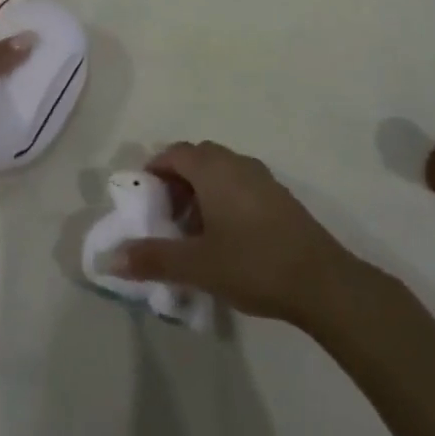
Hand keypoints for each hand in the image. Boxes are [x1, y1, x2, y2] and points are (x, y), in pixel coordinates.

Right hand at [111, 140, 364, 324]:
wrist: (323, 282)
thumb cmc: (253, 264)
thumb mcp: (197, 265)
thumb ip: (153, 259)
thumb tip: (111, 259)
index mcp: (212, 168)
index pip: (173, 153)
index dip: (154, 171)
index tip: (145, 200)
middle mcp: (235, 162)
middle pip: (196, 158)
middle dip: (177, 181)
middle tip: (167, 216)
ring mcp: (262, 177)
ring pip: (220, 171)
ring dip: (202, 191)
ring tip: (195, 231)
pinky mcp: (280, 197)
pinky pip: (240, 184)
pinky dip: (225, 198)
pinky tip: (228, 237)